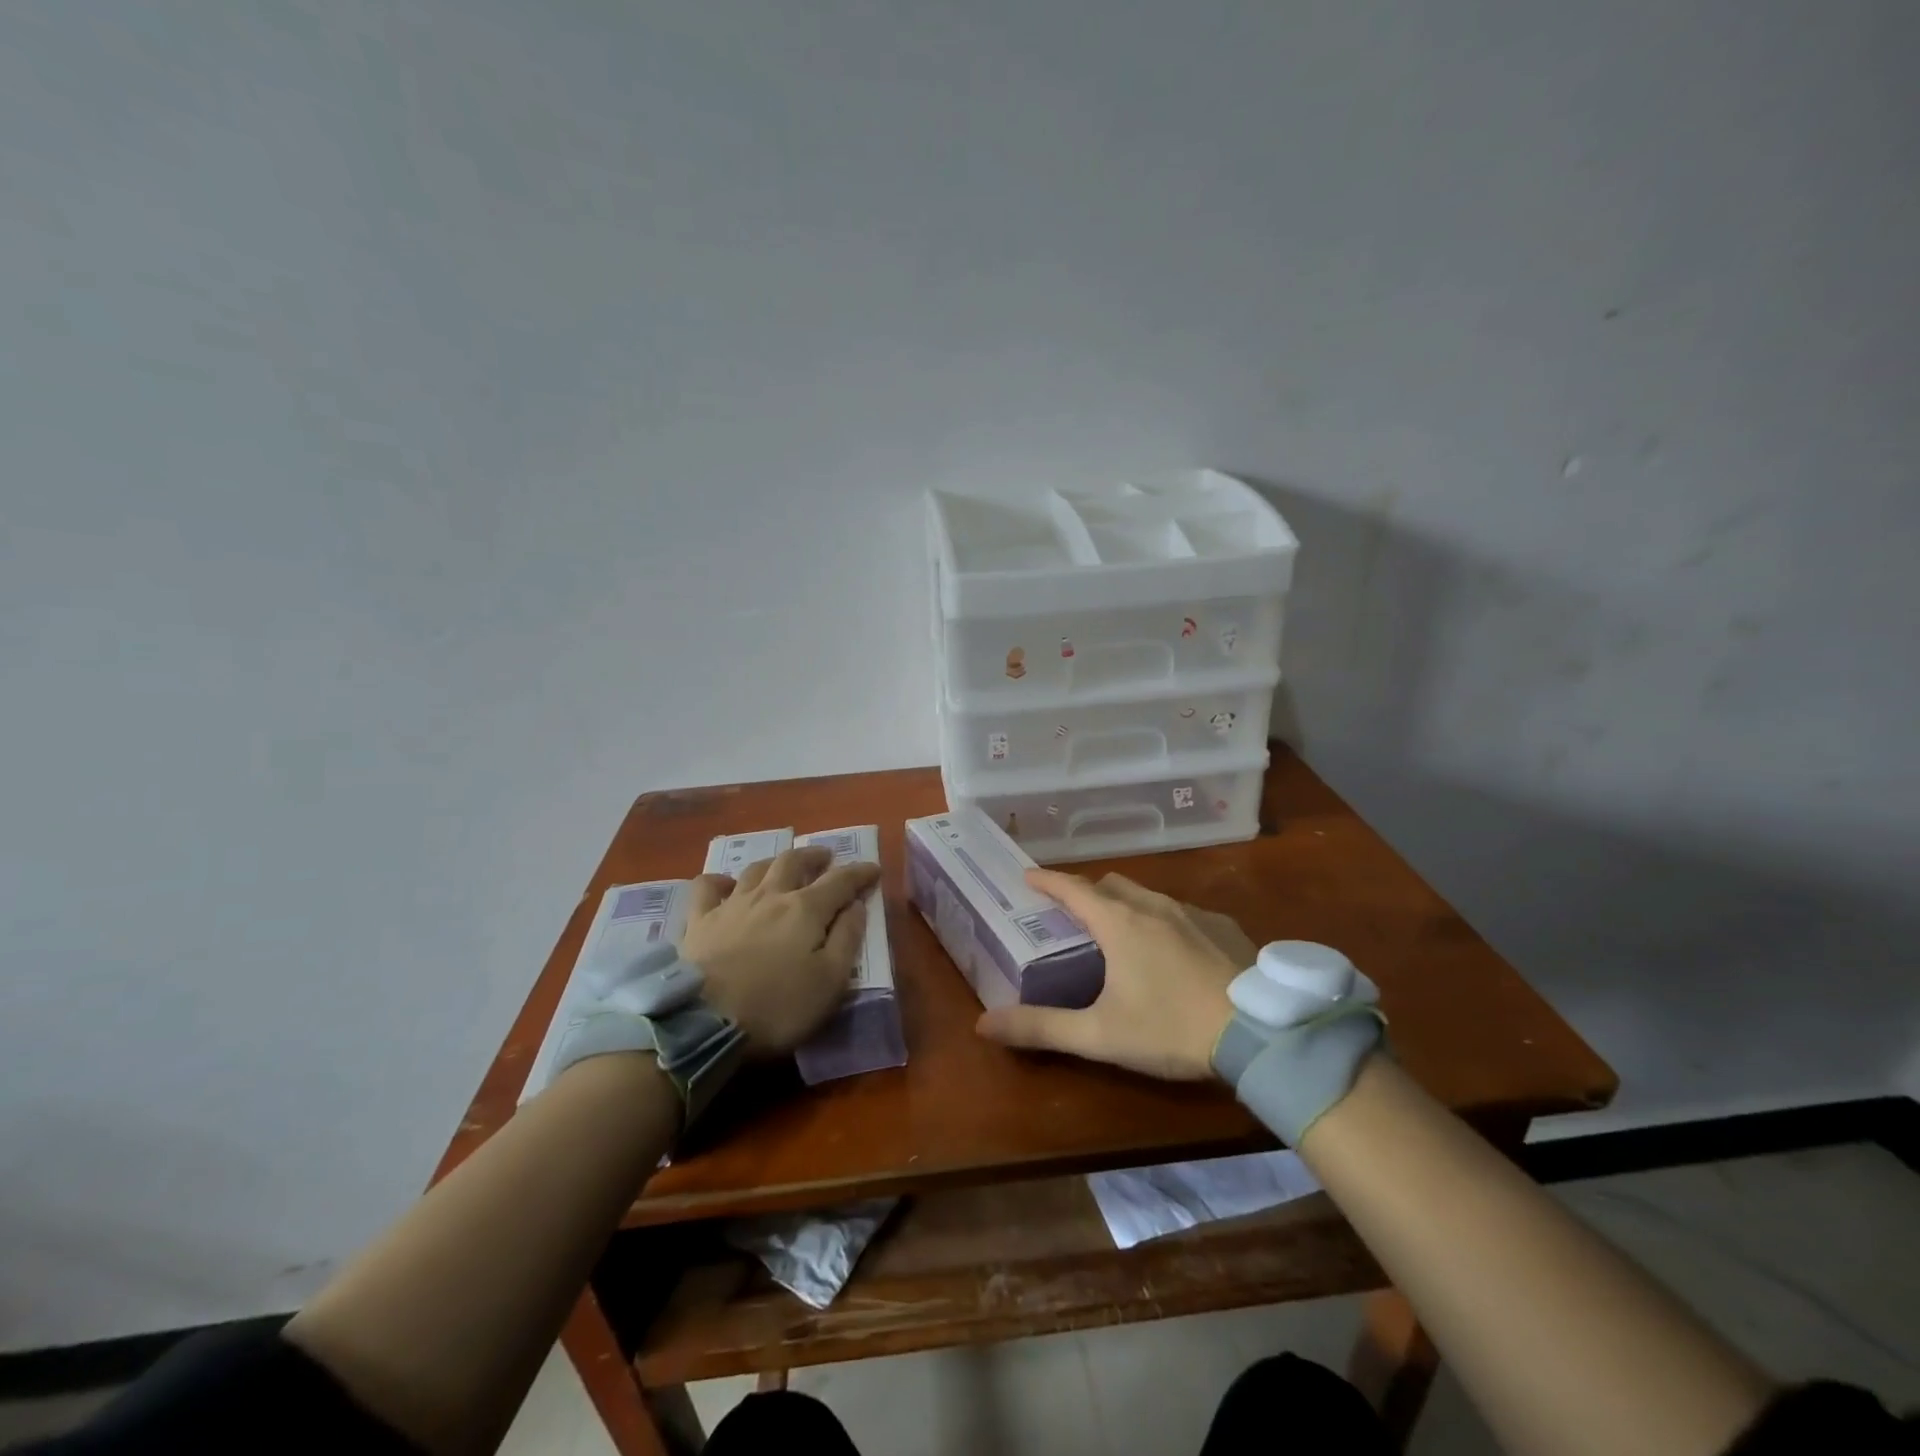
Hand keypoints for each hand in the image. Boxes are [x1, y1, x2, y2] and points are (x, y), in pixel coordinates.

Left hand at [679, 847, 880, 1055]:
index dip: (859, 873)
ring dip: (775, 862)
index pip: (840, 881)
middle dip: (814, 856)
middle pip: (794, 861)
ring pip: (756, 869)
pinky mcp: (699, 921)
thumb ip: (847, 938)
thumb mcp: (830, 981)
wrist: (703, 1021)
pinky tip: (725, 885)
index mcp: (806, 909)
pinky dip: (719, 881)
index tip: (874, 869)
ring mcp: (731, 905)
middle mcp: (770, 896)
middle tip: (826, 857)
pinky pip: (707, 887)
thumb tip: (856, 905)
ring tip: (785, 865)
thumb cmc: (777, 1007)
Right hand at [976, 870, 1247, 1079]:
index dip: (1047, 880)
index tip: (1027, 874)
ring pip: (1149, 895)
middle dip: (1088, 891)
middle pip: (1111, 884)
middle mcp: (1153, 906)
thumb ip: (1042, 1029)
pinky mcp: (1225, 927)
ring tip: (1122, 931)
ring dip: (1127, 903)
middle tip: (1074, 913)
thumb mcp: (1100, 1035)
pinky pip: (1183, 911)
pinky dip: (1165, 920)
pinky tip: (1175, 951)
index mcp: (1119, 923)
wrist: (1263, 1032)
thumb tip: (983, 1026)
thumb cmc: (1171, 1028)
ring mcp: (1193, 912)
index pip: (1072, 888)